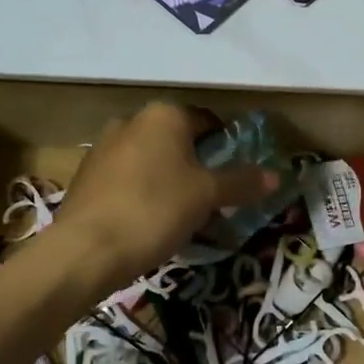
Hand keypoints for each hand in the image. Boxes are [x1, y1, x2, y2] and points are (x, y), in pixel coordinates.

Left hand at [56, 104, 277, 289]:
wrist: (86, 249)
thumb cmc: (155, 210)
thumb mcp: (207, 196)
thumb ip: (241, 182)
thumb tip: (276, 175)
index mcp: (164, 115)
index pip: (207, 121)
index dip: (226, 147)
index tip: (236, 176)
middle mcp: (131, 121)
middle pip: (177, 140)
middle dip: (196, 166)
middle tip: (212, 199)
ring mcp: (103, 147)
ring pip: (150, 160)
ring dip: (168, 180)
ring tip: (181, 216)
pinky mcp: (86, 176)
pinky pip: (127, 179)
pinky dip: (142, 193)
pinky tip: (149, 222)